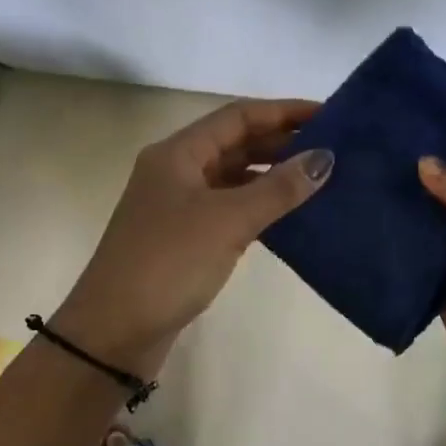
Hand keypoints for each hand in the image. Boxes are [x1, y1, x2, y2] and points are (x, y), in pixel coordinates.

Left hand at [53, 100, 332, 377]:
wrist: (113, 333)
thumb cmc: (168, 264)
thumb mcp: (227, 221)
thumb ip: (278, 187)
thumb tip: (325, 157)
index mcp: (178, 153)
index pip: (239, 116)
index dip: (284, 111)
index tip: (329, 116)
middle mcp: (177, 170)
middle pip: (236, 142)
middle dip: (282, 142)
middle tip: (333, 148)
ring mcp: (179, 205)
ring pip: (234, 176)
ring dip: (272, 174)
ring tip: (320, 178)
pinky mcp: (185, 237)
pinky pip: (230, 206)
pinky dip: (259, 204)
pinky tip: (291, 214)